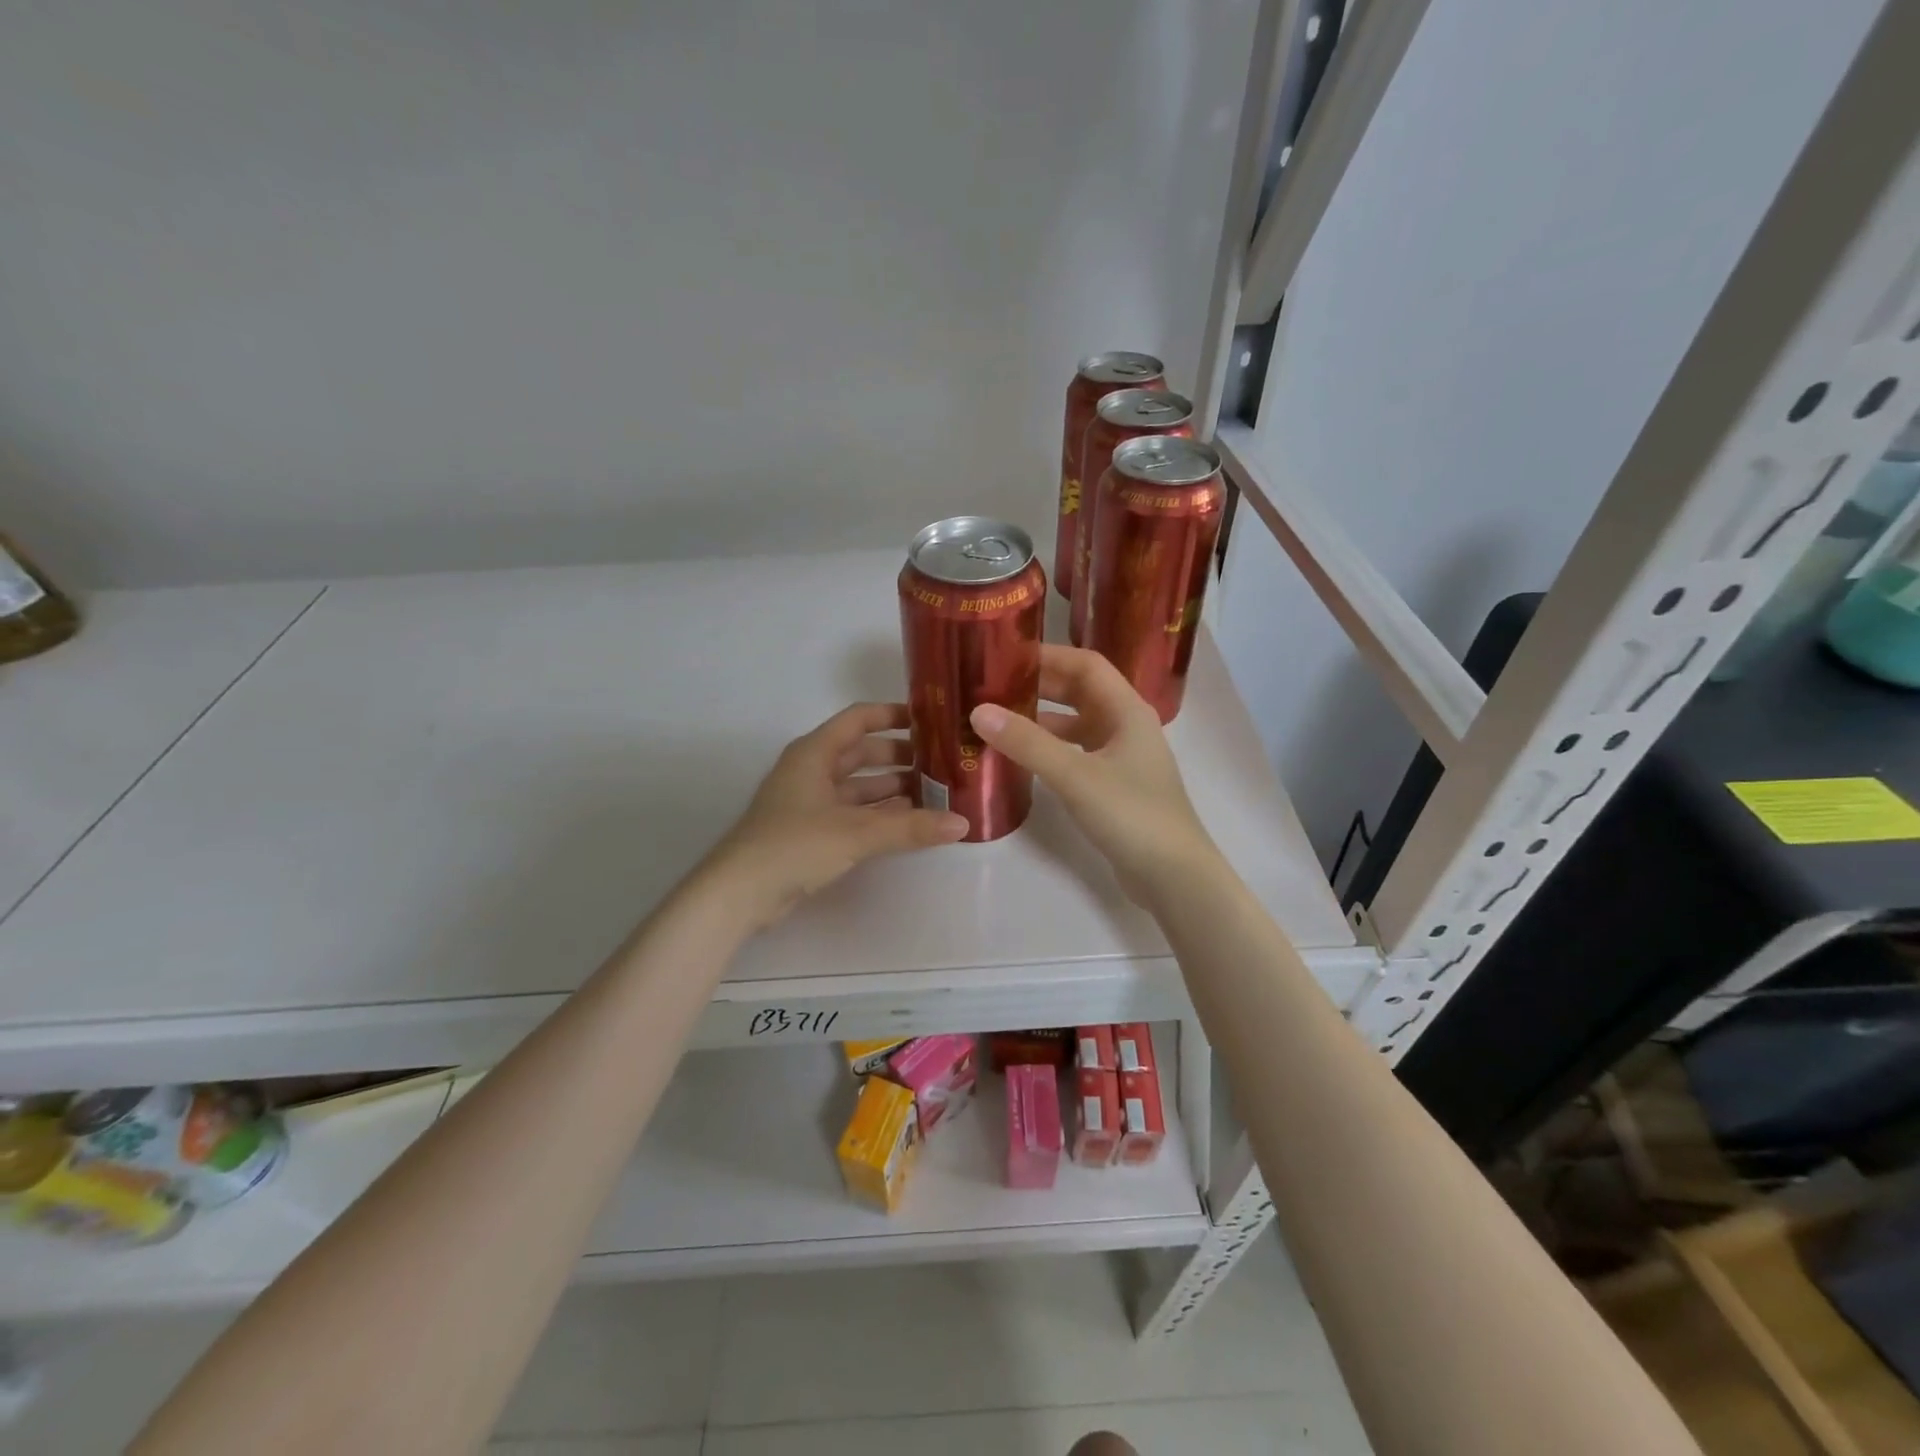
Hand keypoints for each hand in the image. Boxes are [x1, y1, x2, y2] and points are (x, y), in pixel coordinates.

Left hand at [703, 702, 968, 929]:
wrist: (739, 893)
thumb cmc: (795, 845)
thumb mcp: (857, 832)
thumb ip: (911, 827)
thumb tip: (962, 824)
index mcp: (815, 752)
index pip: (859, 719)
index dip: (893, 714)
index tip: (930, 720)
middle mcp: (812, 769)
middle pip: (862, 753)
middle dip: (901, 757)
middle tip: (943, 763)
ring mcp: (809, 801)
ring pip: (858, 785)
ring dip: (893, 789)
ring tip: (935, 794)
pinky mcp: (810, 831)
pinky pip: (852, 812)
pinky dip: (878, 814)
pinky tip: (908, 823)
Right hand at [970, 645, 1219, 903]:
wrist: (1174, 877)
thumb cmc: (1131, 815)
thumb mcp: (1075, 775)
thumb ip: (1027, 743)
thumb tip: (979, 711)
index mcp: (1127, 710)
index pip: (1085, 664)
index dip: (1048, 656)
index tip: (1005, 656)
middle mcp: (1126, 726)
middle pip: (1080, 692)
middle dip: (1039, 686)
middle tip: (992, 687)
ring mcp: (1122, 758)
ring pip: (1077, 725)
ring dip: (1041, 720)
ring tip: (998, 720)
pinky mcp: (1114, 786)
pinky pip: (1077, 754)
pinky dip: (1050, 750)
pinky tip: (1022, 759)